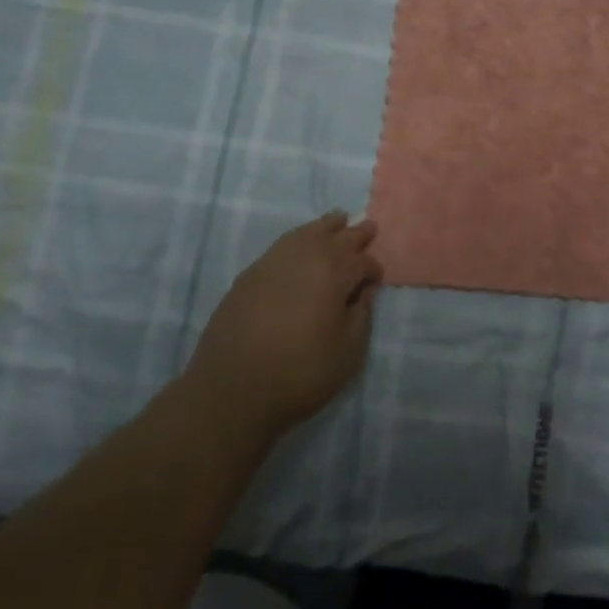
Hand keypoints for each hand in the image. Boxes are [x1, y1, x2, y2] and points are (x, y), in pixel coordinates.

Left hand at [180, 212, 382, 444]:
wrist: (232, 390)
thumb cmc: (300, 373)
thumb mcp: (348, 352)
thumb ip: (361, 316)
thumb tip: (364, 291)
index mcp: (333, 272)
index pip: (362, 262)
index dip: (372, 271)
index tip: (376, 281)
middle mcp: (304, 257)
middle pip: (336, 238)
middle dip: (355, 234)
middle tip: (369, 226)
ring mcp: (273, 262)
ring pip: (306, 233)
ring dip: (326, 226)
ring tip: (337, 218)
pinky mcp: (250, 275)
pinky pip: (283, 245)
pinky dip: (299, 238)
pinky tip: (301, 243)